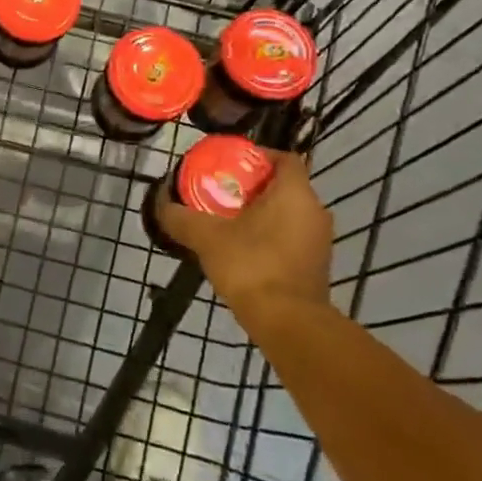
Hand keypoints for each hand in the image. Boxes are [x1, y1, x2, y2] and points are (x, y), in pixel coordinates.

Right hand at [155, 148, 334, 316]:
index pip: (284, 158)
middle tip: (222, 192)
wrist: (288, 324)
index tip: (231, 165)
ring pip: (289, 214)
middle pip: (284, 186)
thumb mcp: (206, 236)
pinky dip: (272, 237)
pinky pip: (293, 238)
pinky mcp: (317, 267)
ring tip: (228, 221)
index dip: (259, 156)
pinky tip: (245, 250)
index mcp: (295, 193)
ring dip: (263, 214)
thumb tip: (161, 203)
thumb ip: (181, 217)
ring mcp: (320, 241)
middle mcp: (315, 211)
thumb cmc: (251, 265)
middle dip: (254, 187)